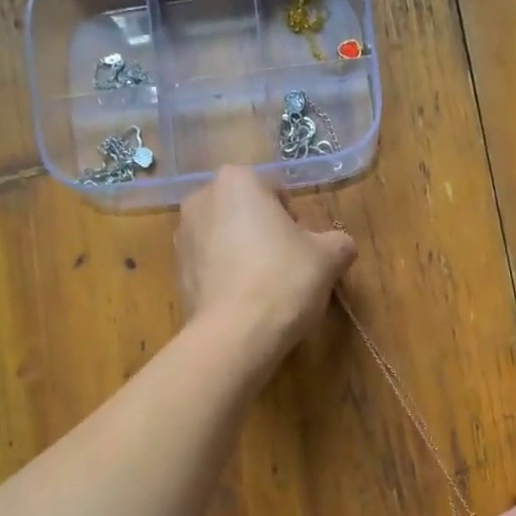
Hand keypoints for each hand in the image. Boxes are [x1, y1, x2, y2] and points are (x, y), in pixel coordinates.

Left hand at [177, 166, 355, 356]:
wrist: (236, 334)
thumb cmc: (284, 279)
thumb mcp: (330, 257)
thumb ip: (338, 242)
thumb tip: (338, 246)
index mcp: (236, 181)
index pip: (276, 192)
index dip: (295, 221)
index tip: (304, 249)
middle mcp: (201, 200)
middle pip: (246, 214)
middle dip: (265, 234)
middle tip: (288, 267)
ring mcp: (182, 237)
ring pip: (226, 240)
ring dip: (244, 255)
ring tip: (266, 289)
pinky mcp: (177, 273)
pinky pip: (211, 267)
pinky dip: (227, 278)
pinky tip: (245, 304)